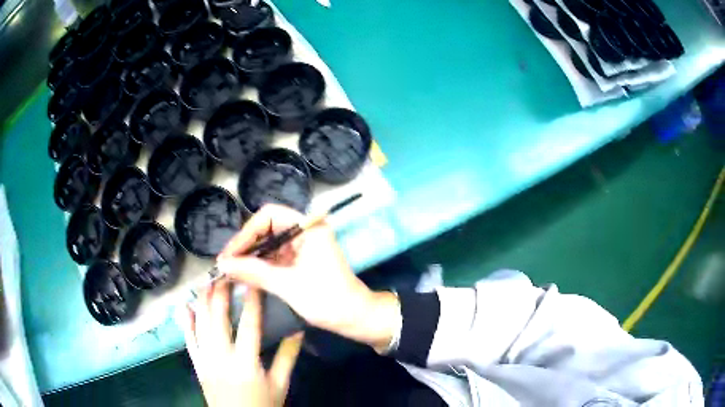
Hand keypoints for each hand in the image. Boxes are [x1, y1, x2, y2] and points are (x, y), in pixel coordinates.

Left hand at [177, 279, 302, 406]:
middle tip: (227, 273)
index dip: (251, 300)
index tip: (253, 279)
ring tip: (207, 281)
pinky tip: (185, 307)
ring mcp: (205, 360)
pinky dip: (186, 322)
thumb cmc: (263, 405)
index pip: (248, 324)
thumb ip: (288, 357)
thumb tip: (298, 329)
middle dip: (221, 292)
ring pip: (200, 324)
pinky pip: (188, 340)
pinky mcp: (197, 365)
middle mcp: (221, 357)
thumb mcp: (280, 384)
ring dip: (202, 301)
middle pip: (218, 318)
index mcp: (245, 363)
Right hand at [217, 204, 399, 350]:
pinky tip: (243, 276)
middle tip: (225, 264)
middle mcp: (304, 231)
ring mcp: (302, 246)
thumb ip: (253, 271)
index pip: (269, 216)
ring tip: (229, 271)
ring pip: (267, 244)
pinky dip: (259, 266)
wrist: (354, 318)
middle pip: (266, 229)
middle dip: (245, 246)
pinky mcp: (299, 260)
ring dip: (249, 257)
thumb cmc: (327, 299)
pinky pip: (274, 257)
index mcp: (308, 227)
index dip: (245, 233)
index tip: (229, 254)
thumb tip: (223, 264)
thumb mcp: (287, 285)